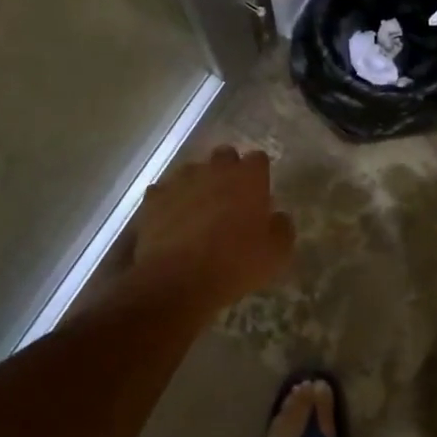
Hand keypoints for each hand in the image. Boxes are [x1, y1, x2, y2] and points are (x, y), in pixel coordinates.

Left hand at [132, 146, 294, 305]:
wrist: (177, 280)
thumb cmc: (235, 264)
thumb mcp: (276, 254)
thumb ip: (282, 228)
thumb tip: (278, 217)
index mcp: (248, 177)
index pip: (258, 159)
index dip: (258, 175)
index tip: (258, 195)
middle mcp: (215, 168)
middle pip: (224, 156)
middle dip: (228, 172)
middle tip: (230, 201)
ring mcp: (181, 179)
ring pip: (193, 171)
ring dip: (198, 185)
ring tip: (198, 214)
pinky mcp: (154, 197)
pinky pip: (164, 192)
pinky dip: (169, 202)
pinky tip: (171, 223)